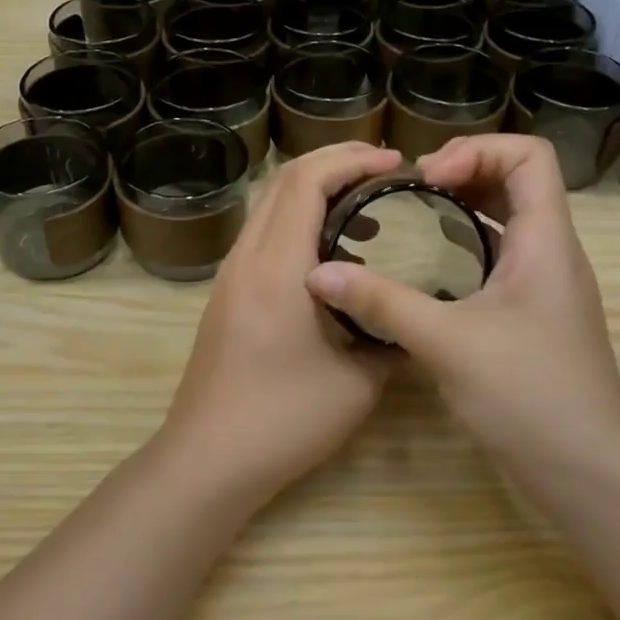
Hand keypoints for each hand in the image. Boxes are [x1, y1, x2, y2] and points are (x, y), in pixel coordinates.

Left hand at [157, 140, 404, 499]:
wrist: (208, 459)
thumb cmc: (283, 420)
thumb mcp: (357, 383)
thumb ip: (388, 337)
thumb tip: (412, 314)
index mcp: (276, 268)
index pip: (305, 181)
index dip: (350, 160)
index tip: (394, 163)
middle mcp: (246, 259)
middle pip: (281, 181)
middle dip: (332, 162)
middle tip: (383, 170)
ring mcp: (229, 276)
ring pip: (267, 206)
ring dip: (312, 190)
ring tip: (362, 202)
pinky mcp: (225, 296)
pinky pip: (261, 235)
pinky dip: (295, 219)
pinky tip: (328, 249)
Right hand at [304, 135, 619, 486]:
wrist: (587, 472)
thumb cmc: (528, 395)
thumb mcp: (446, 342)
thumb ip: (381, 303)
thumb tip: (318, 273)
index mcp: (546, 240)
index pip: (530, 154)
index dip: (478, 149)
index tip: (427, 179)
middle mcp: (552, 252)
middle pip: (517, 180)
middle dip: (463, 172)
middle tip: (410, 192)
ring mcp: (546, 285)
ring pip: (509, 220)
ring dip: (463, 208)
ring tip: (412, 220)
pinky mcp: (534, 315)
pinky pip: (501, 257)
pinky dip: (465, 246)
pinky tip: (427, 272)